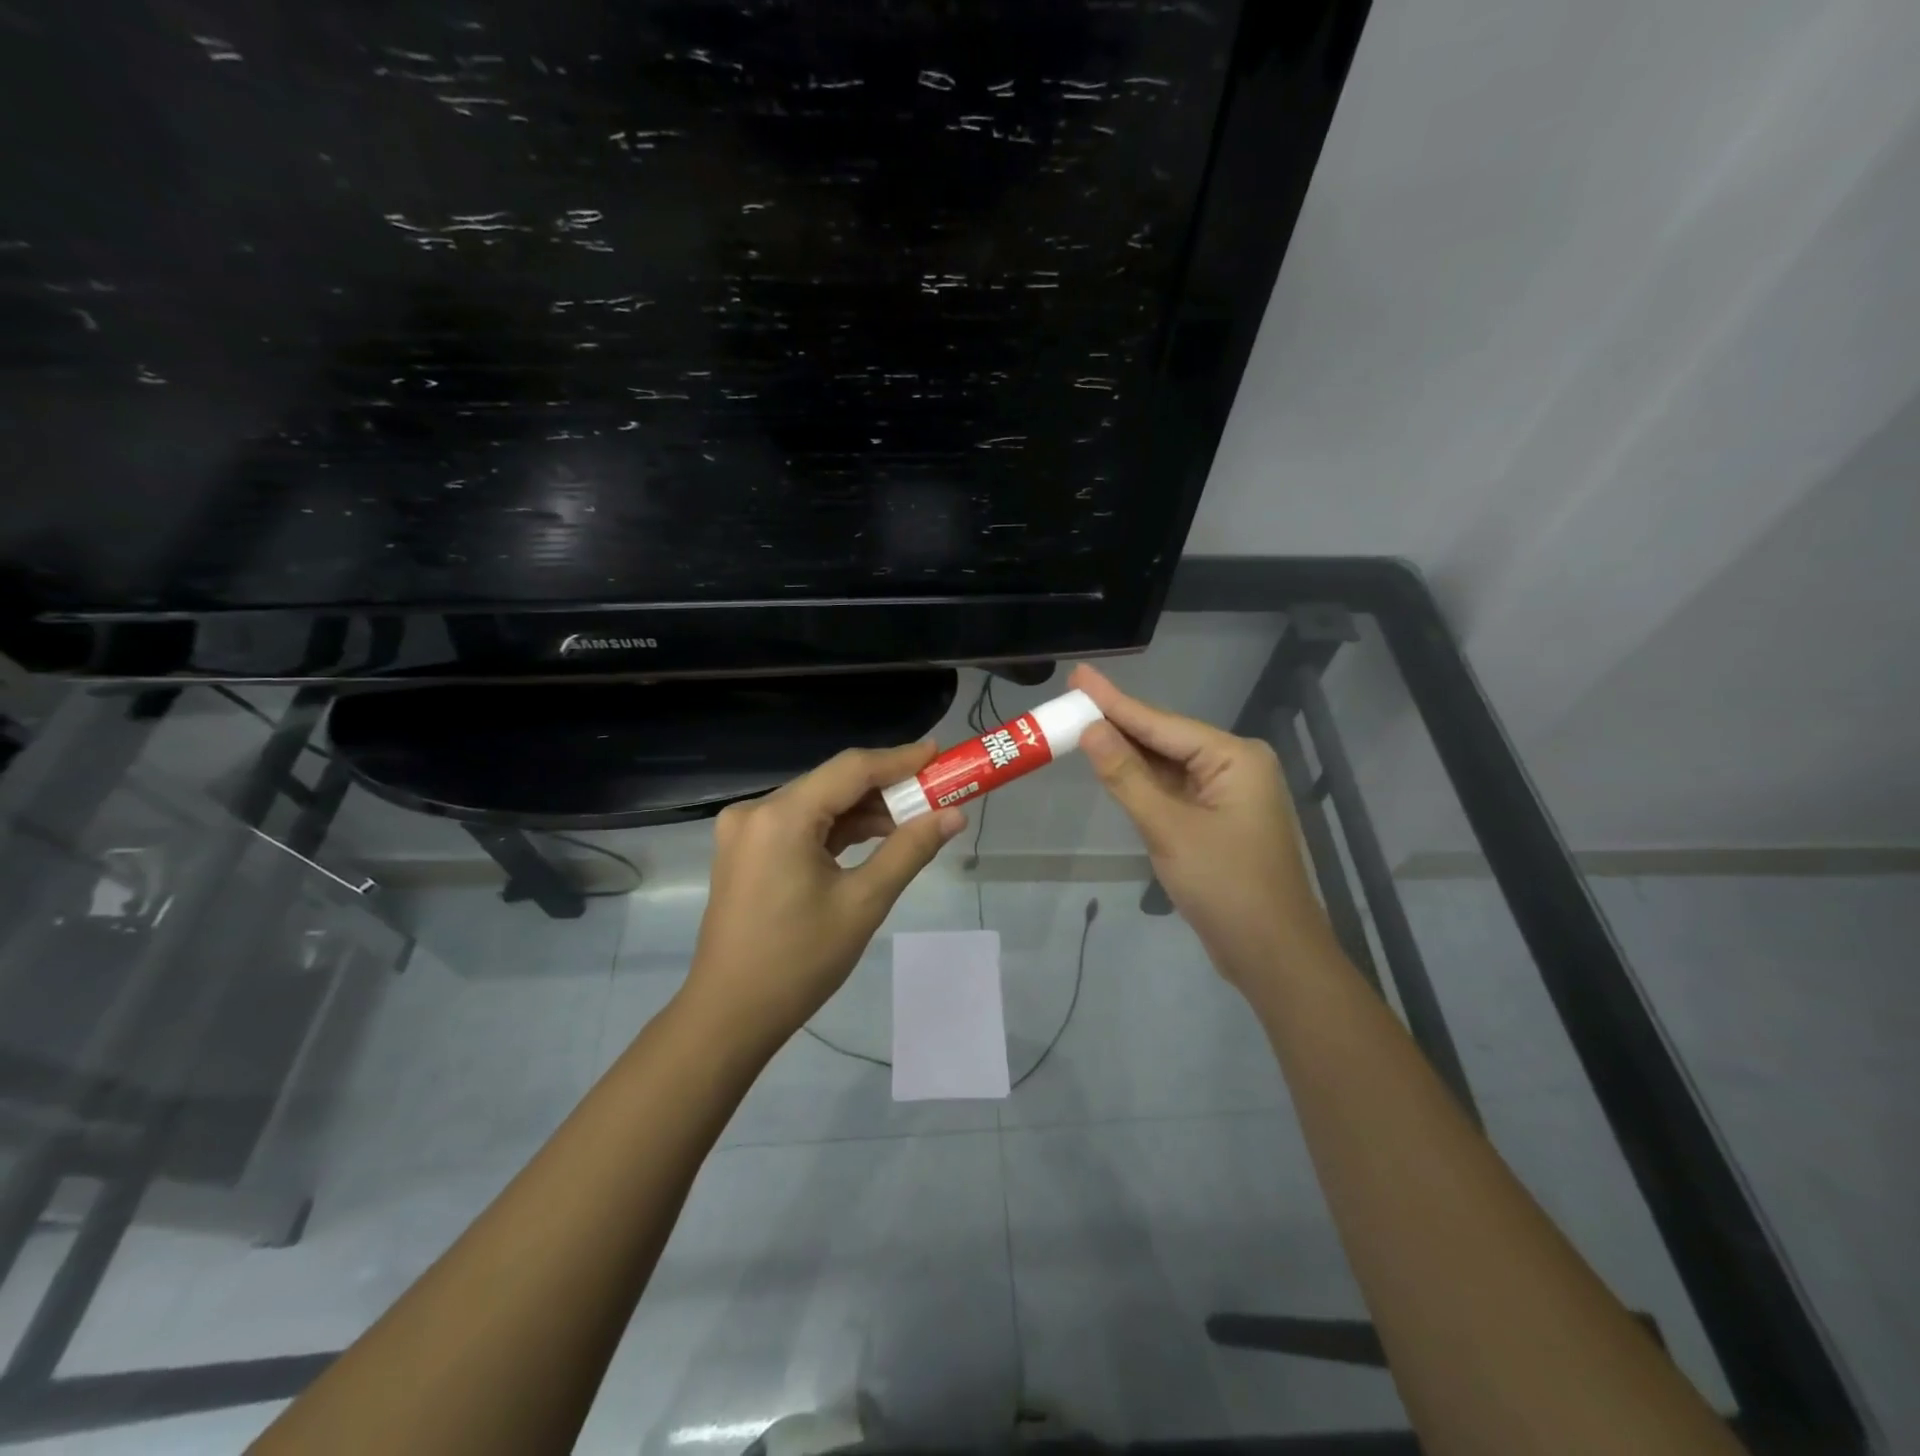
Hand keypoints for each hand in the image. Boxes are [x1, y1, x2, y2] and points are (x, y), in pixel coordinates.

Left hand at [683, 743, 966, 1051]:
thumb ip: (909, 850)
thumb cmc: (799, 962)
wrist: (730, 1015)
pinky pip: (801, 825)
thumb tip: (953, 816)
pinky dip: (838, 829)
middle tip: (936, 791)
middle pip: (833, 783)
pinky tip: (875, 837)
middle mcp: (757, 811)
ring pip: (819, 803)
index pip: (851, 769)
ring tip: (915, 819)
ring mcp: (746, 830)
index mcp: (781, 817)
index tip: (939, 753)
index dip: (899, 759)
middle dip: (886, 787)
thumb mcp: (863, 903)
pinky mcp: (747, 850)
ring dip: (864, 810)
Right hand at [1069, 664, 1329, 984]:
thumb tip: (1090, 729)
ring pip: (1167, 765)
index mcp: (1234, 758)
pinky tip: (1113, 765)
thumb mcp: (1168, 828)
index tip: (1080, 676)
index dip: (1114, 702)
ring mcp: (1227, 794)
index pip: (1161, 723)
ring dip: (1127, 752)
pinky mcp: (1217, 819)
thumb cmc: (1225, 886)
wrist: (1271, 955)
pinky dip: (1142, 781)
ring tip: (1082, 723)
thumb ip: (1126, 776)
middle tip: (1073, 697)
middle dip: (1118, 723)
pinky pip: (1173, 789)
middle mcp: (1234, 766)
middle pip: (1165, 739)